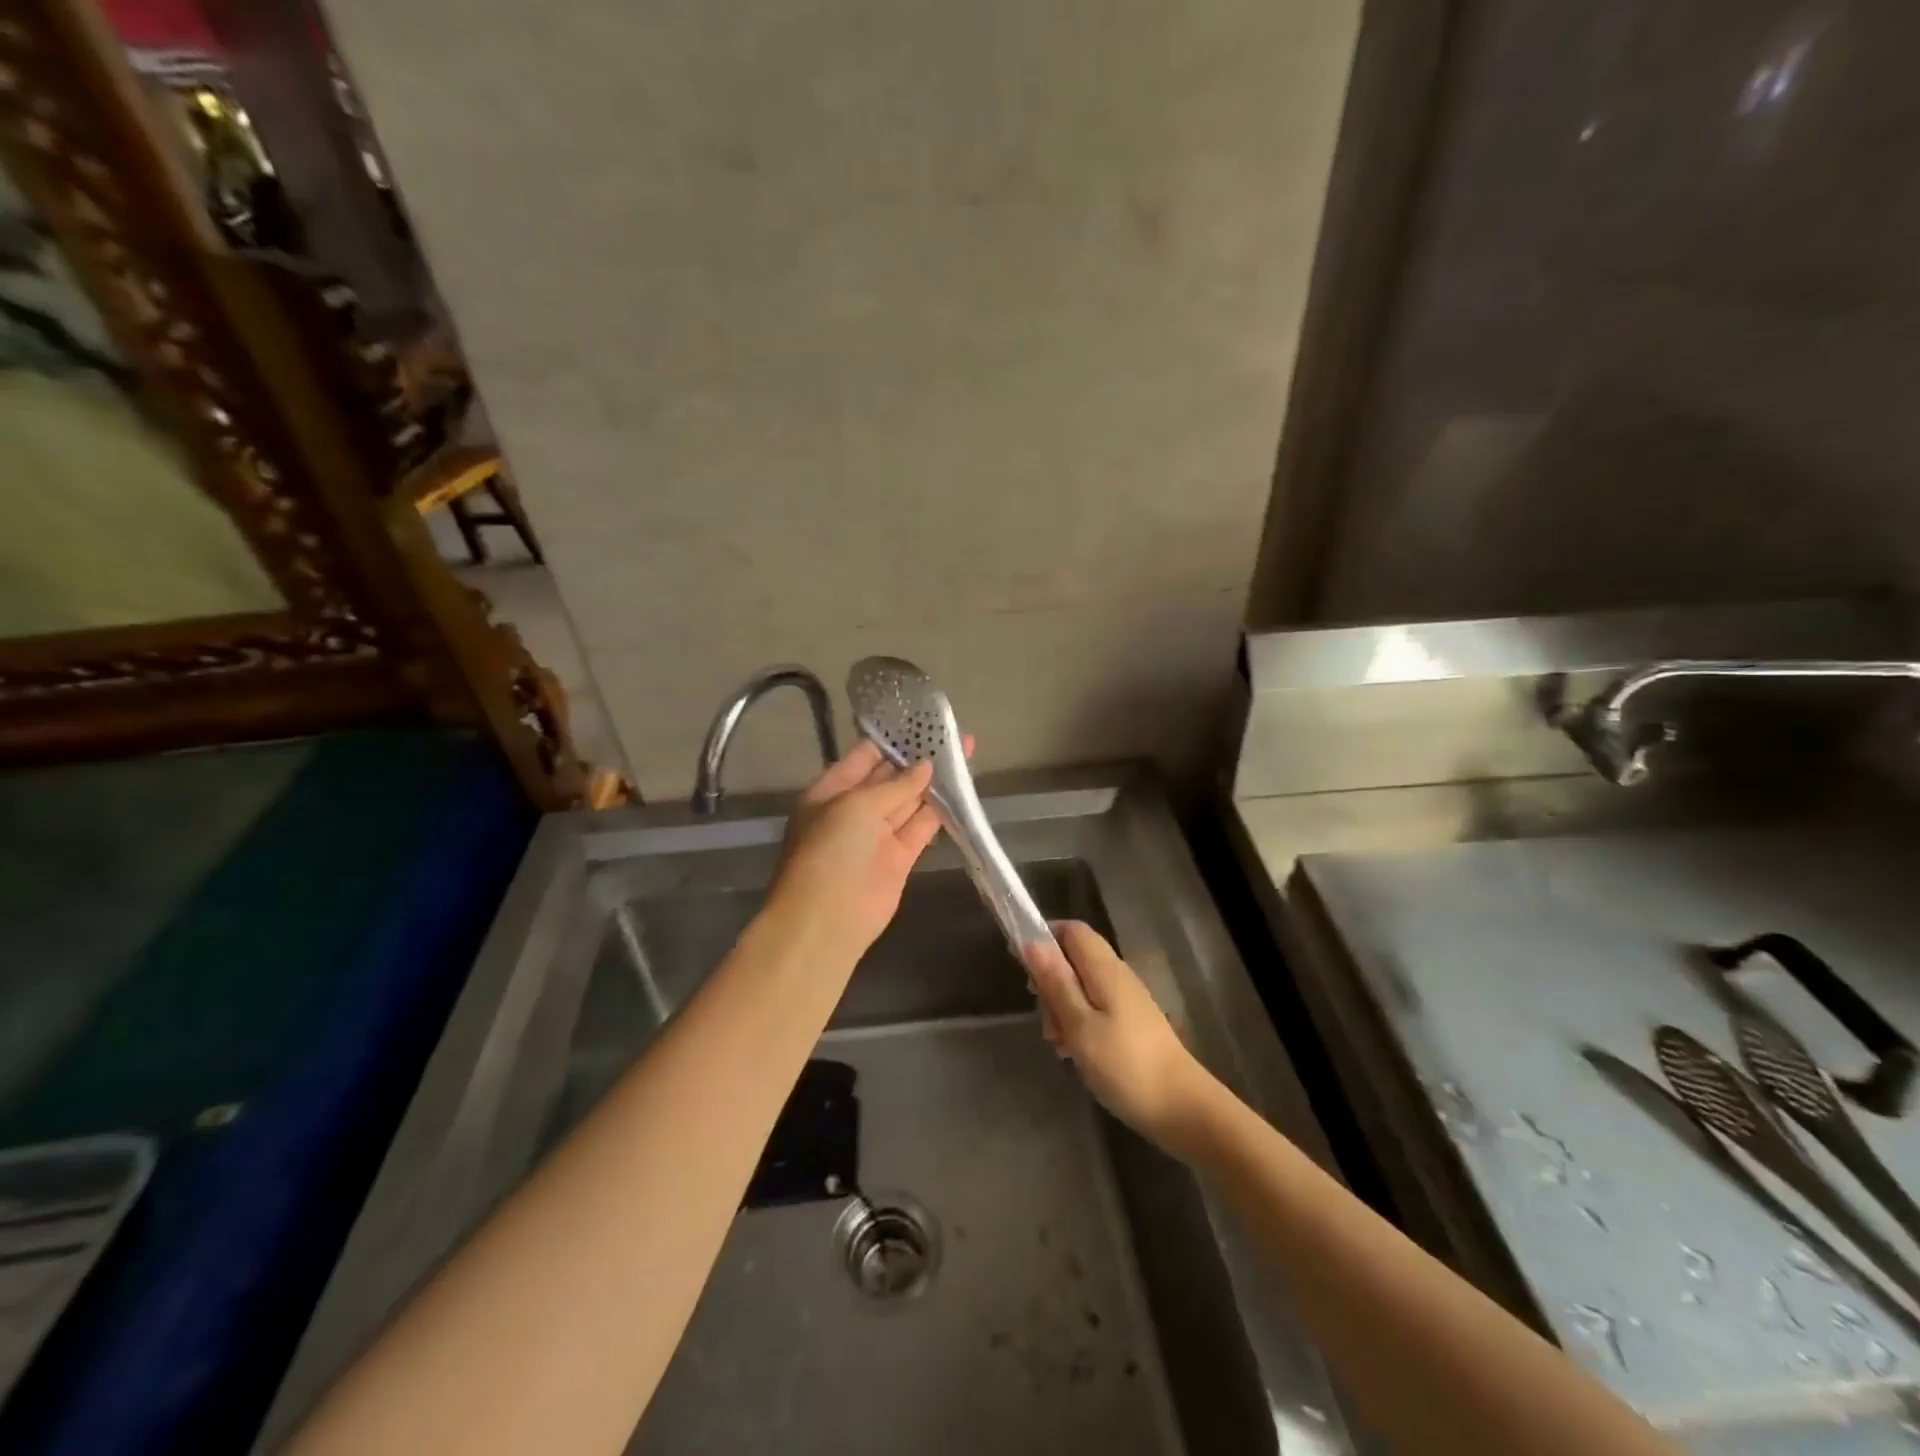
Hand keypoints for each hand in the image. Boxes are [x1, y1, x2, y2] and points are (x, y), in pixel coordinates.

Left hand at [767, 740, 944, 960]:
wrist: (825, 920)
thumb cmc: (830, 851)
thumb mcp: (856, 806)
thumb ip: (895, 786)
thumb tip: (926, 766)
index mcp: (832, 790)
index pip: (865, 756)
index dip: (893, 740)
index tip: (923, 722)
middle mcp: (855, 809)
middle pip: (891, 776)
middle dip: (918, 757)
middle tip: (951, 733)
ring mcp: (878, 834)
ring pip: (910, 800)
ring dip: (935, 780)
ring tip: (964, 752)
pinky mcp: (900, 857)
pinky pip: (922, 827)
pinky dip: (940, 810)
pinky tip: (960, 789)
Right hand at [1027, 921, 1221, 1157]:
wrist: (1182, 1108)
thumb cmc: (1125, 1065)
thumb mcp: (1080, 1025)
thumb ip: (1056, 982)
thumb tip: (1032, 942)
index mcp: (1105, 969)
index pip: (1072, 930)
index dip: (1044, 937)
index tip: (1021, 964)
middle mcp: (1117, 975)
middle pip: (1073, 958)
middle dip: (1049, 981)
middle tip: (1044, 1018)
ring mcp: (1126, 1000)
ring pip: (1081, 987)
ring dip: (1061, 1008)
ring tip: (1059, 1044)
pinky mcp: (1130, 1023)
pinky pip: (1094, 1009)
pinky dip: (1078, 1023)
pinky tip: (1074, 1053)